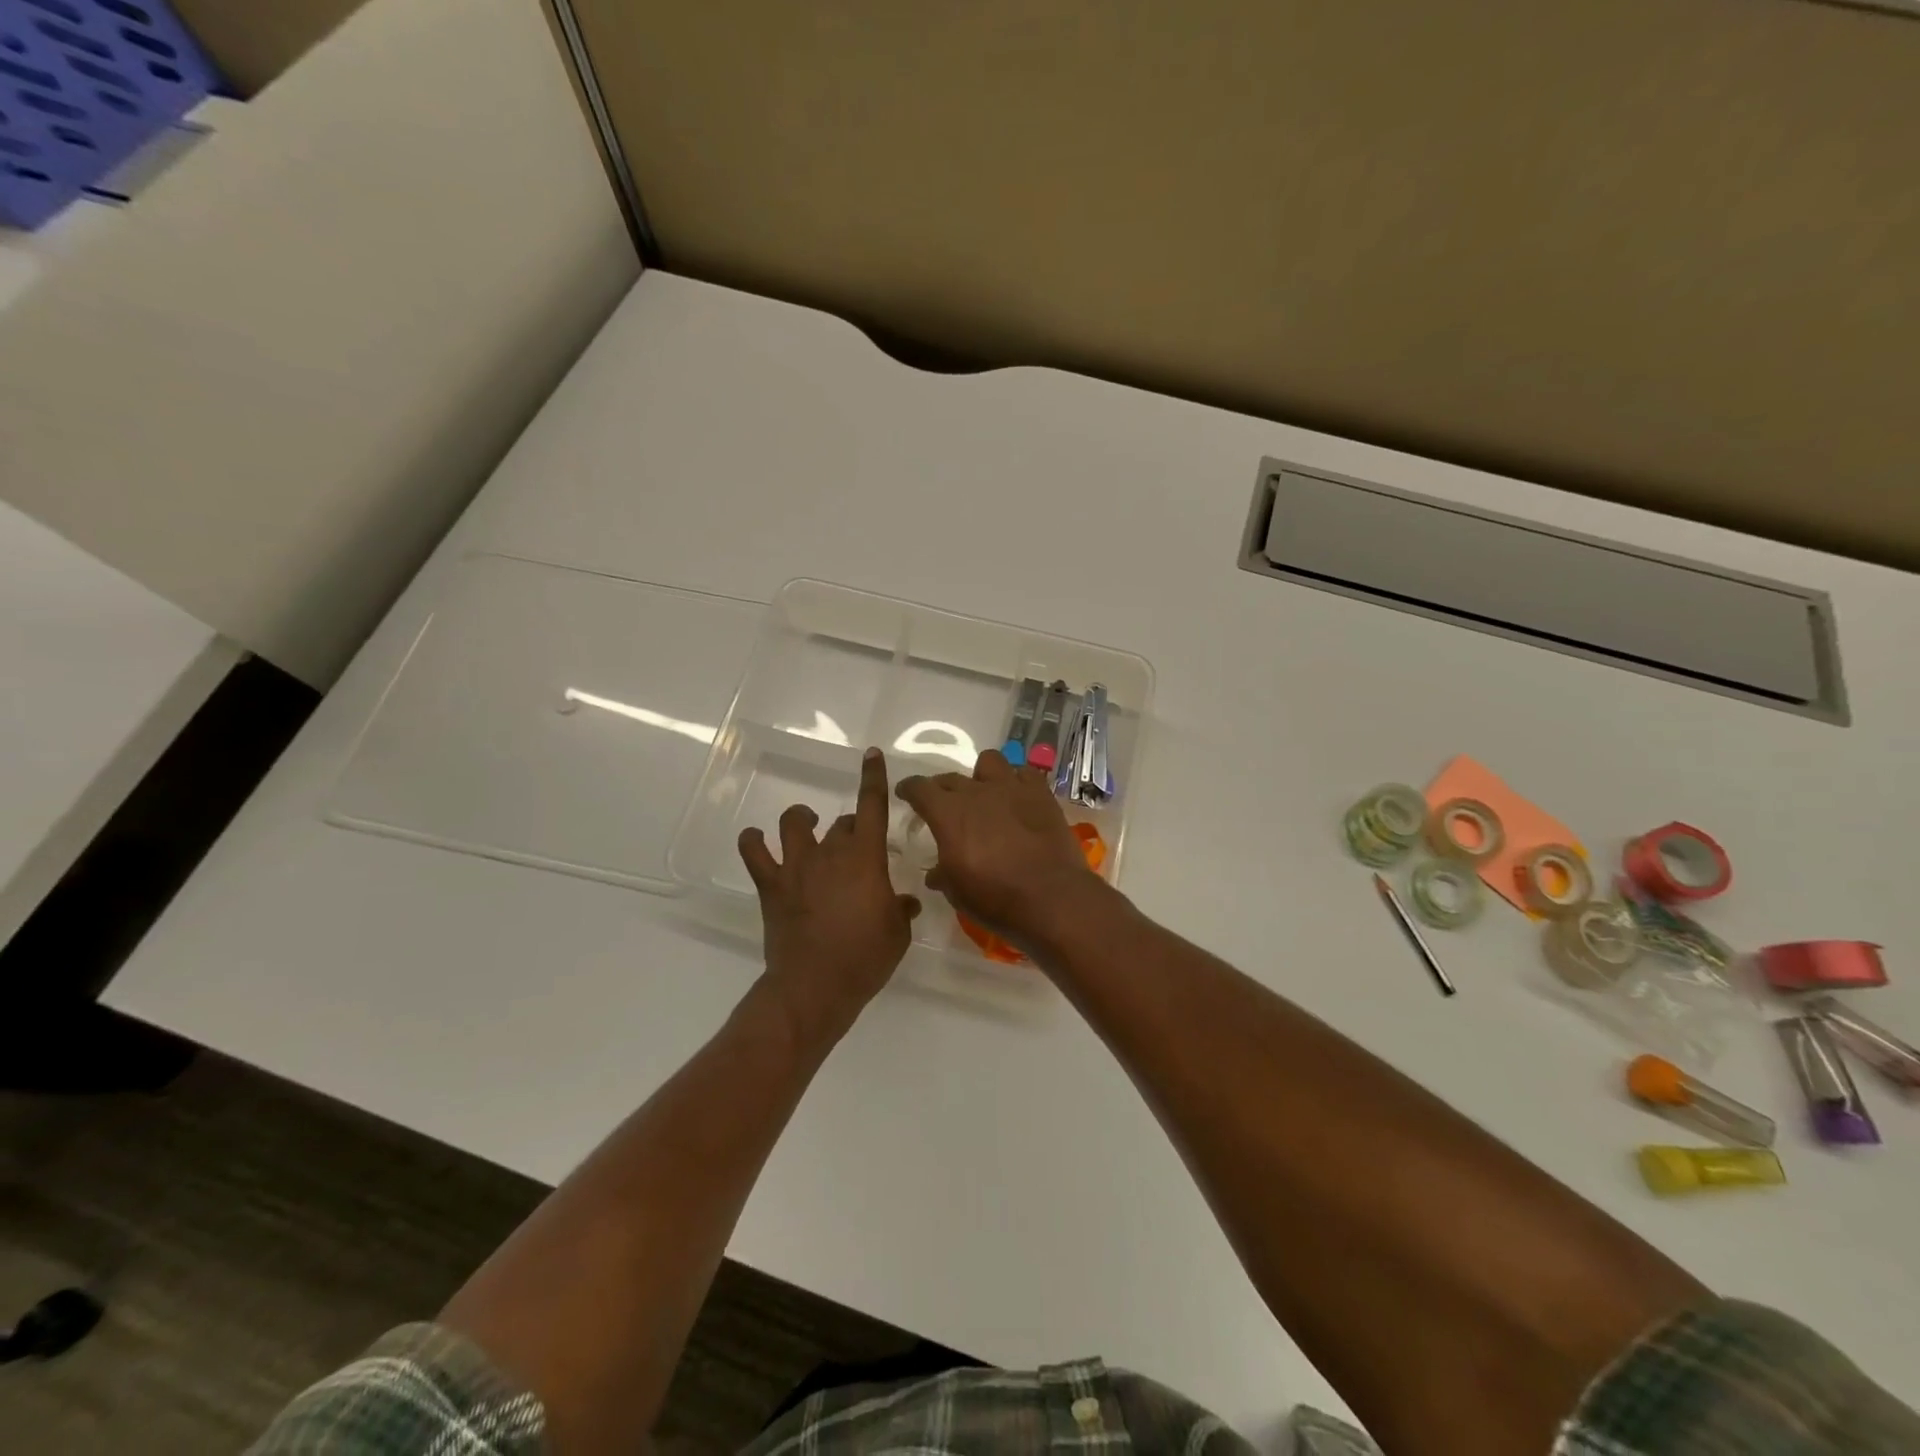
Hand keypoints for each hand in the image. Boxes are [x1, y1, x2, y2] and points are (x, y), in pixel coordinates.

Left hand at [738, 748, 919, 1039]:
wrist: (814, 987)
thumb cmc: (865, 959)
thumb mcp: (897, 934)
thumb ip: (900, 910)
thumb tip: (904, 902)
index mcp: (865, 858)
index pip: (872, 806)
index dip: (873, 777)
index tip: (871, 755)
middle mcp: (830, 852)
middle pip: (841, 822)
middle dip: (850, 829)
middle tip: (856, 851)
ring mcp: (796, 866)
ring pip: (795, 823)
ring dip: (803, 819)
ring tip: (808, 825)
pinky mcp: (771, 886)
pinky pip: (754, 851)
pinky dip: (754, 841)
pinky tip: (757, 839)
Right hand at [896, 750, 1106, 944]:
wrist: (1049, 897)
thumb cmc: (994, 898)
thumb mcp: (956, 892)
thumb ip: (942, 874)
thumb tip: (936, 873)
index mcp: (947, 813)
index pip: (919, 788)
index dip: (909, 789)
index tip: (906, 794)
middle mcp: (976, 792)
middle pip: (951, 778)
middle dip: (943, 790)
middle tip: (946, 806)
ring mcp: (1011, 788)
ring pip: (989, 761)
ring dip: (983, 776)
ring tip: (987, 794)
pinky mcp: (1040, 794)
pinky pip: (1025, 773)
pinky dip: (1019, 782)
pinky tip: (1019, 798)